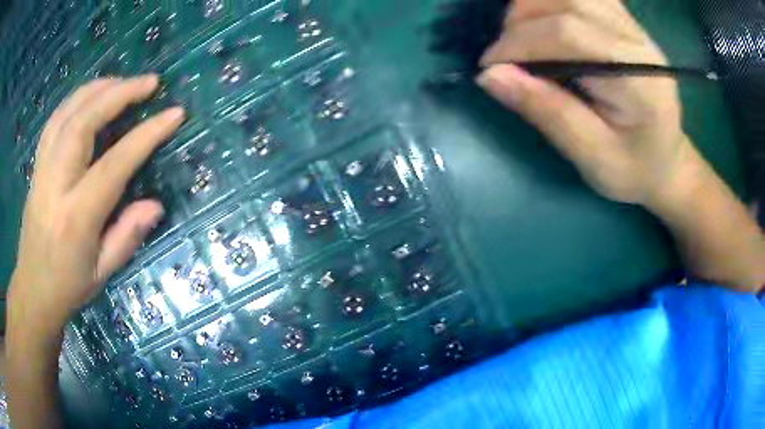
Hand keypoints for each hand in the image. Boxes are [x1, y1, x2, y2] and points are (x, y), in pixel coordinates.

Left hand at [8, 76, 184, 336]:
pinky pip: (56, 119)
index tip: (173, 114)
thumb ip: (127, 237)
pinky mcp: (37, 164)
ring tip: (124, 82)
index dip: (146, 135)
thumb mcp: (102, 273)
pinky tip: (92, 95)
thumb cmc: (68, 286)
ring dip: (98, 88)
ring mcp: (42, 169)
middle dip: (119, 93)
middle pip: (83, 122)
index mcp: (76, 217)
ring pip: (67, 112)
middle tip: (150, 83)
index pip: (113, 165)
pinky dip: (77, 99)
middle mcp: (56, 184)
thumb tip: (156, 205)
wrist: (33, 289)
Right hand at [477, 0, 699, 206]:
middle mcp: (638, 42)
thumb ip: (548, 113)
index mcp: (638, 79)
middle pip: (568, 1)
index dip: (520, 42)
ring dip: (534, 6)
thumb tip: (490, 76)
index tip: (490, 66)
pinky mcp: (627, 24)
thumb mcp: (592, 157)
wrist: (667, 163)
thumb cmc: (634, 170)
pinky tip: (545, 22)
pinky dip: (554, 2)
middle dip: (522, 19)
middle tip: (506, 52)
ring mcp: (634, 28)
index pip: (569, 34)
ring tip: (522, 36)